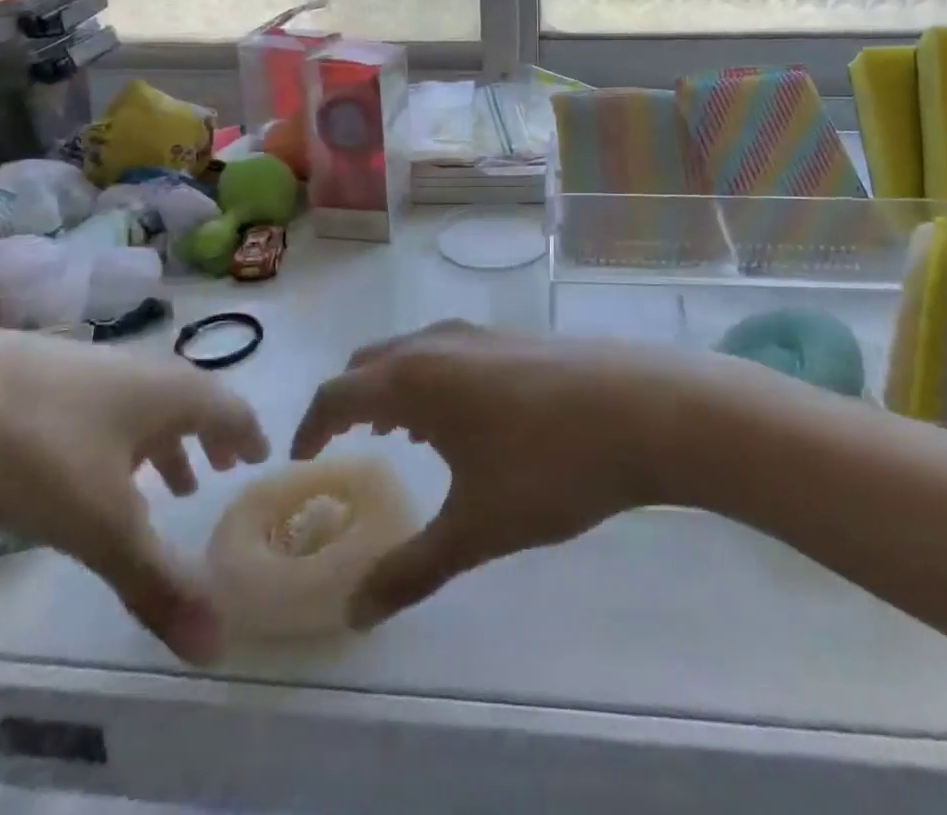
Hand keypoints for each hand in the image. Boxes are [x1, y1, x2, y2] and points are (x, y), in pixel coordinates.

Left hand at [0, 329, 267, 662]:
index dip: (248, 432)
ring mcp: (87, 366)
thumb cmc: (37, 451)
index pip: (229, 407)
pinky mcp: (40, 374)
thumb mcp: (100, 525)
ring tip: (164, 483)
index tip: (260, 455)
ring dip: (163, 441)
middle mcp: (139, 370)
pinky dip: (118, 436)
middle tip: (218, 469)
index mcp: (169, 392)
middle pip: (189, 401)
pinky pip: (102, 405)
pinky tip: (85, 465)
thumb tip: (217, 645)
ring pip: (142, 405)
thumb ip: (157, 582)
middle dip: (207, 438)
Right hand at [290, 321, 697, 625]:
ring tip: (401, 434)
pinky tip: (464, 420)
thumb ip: (411, 570)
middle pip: (372, 361)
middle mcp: (439, 342)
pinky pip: (452, 352)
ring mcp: (483, 333)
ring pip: (415, 351)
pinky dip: (434, 379)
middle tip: (347, 442)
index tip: (303, 457)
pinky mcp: (517, 338)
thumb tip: (356, 613)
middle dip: (351, 399)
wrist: (644, 408)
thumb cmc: (549, 466)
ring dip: (395, 386)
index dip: (312, 424)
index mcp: (414, 378)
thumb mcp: (476, 528)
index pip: (338, 392)